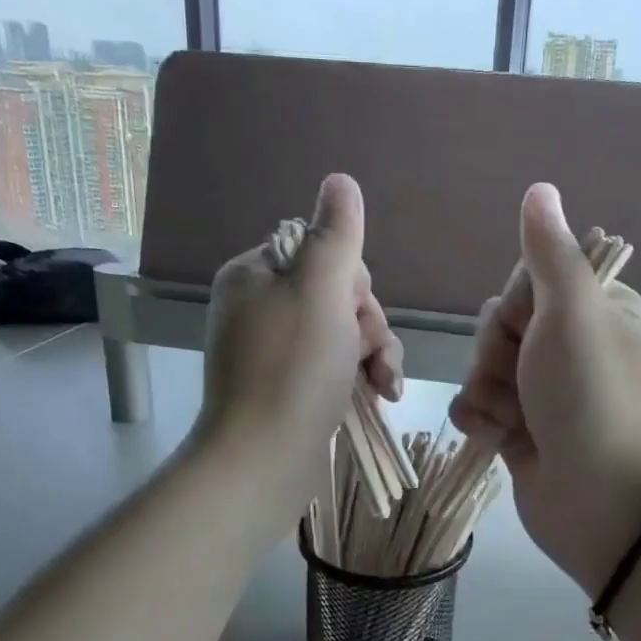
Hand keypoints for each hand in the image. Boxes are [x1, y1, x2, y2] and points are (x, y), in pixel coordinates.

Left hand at [195, 173, 402, 517]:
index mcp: (256, 274)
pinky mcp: (287, 388)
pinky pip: (334, 366)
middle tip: (371, 358)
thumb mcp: (321, 290)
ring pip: (344, 334)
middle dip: (367, 326)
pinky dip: (360, 378)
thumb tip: (340, 180)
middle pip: (337, 295)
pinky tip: (379, 398)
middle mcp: (260, 307)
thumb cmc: (294, 369)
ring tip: (384, 387)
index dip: (352, 283)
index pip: (322, 254)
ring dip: (374, 355)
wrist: (262, 460)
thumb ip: (336, 234)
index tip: (354, 314)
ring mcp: (273, 351)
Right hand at [449, 184, 640, 593]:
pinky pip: (480, 405)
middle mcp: (574, 348)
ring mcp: (547, 392)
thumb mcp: (574, 315)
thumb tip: (541, 189)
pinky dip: (480, 418)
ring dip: (487, 389)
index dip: (516, 304)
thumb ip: (550, 254)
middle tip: (524, 377)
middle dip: (498, 351)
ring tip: (513, 417)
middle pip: (502, 324)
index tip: (529, 327)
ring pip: (485, 366)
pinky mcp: (523, 430)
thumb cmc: (592, 399)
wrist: (601, 504)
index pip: (531, 281)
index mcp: (599, 312)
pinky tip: (496, 436)